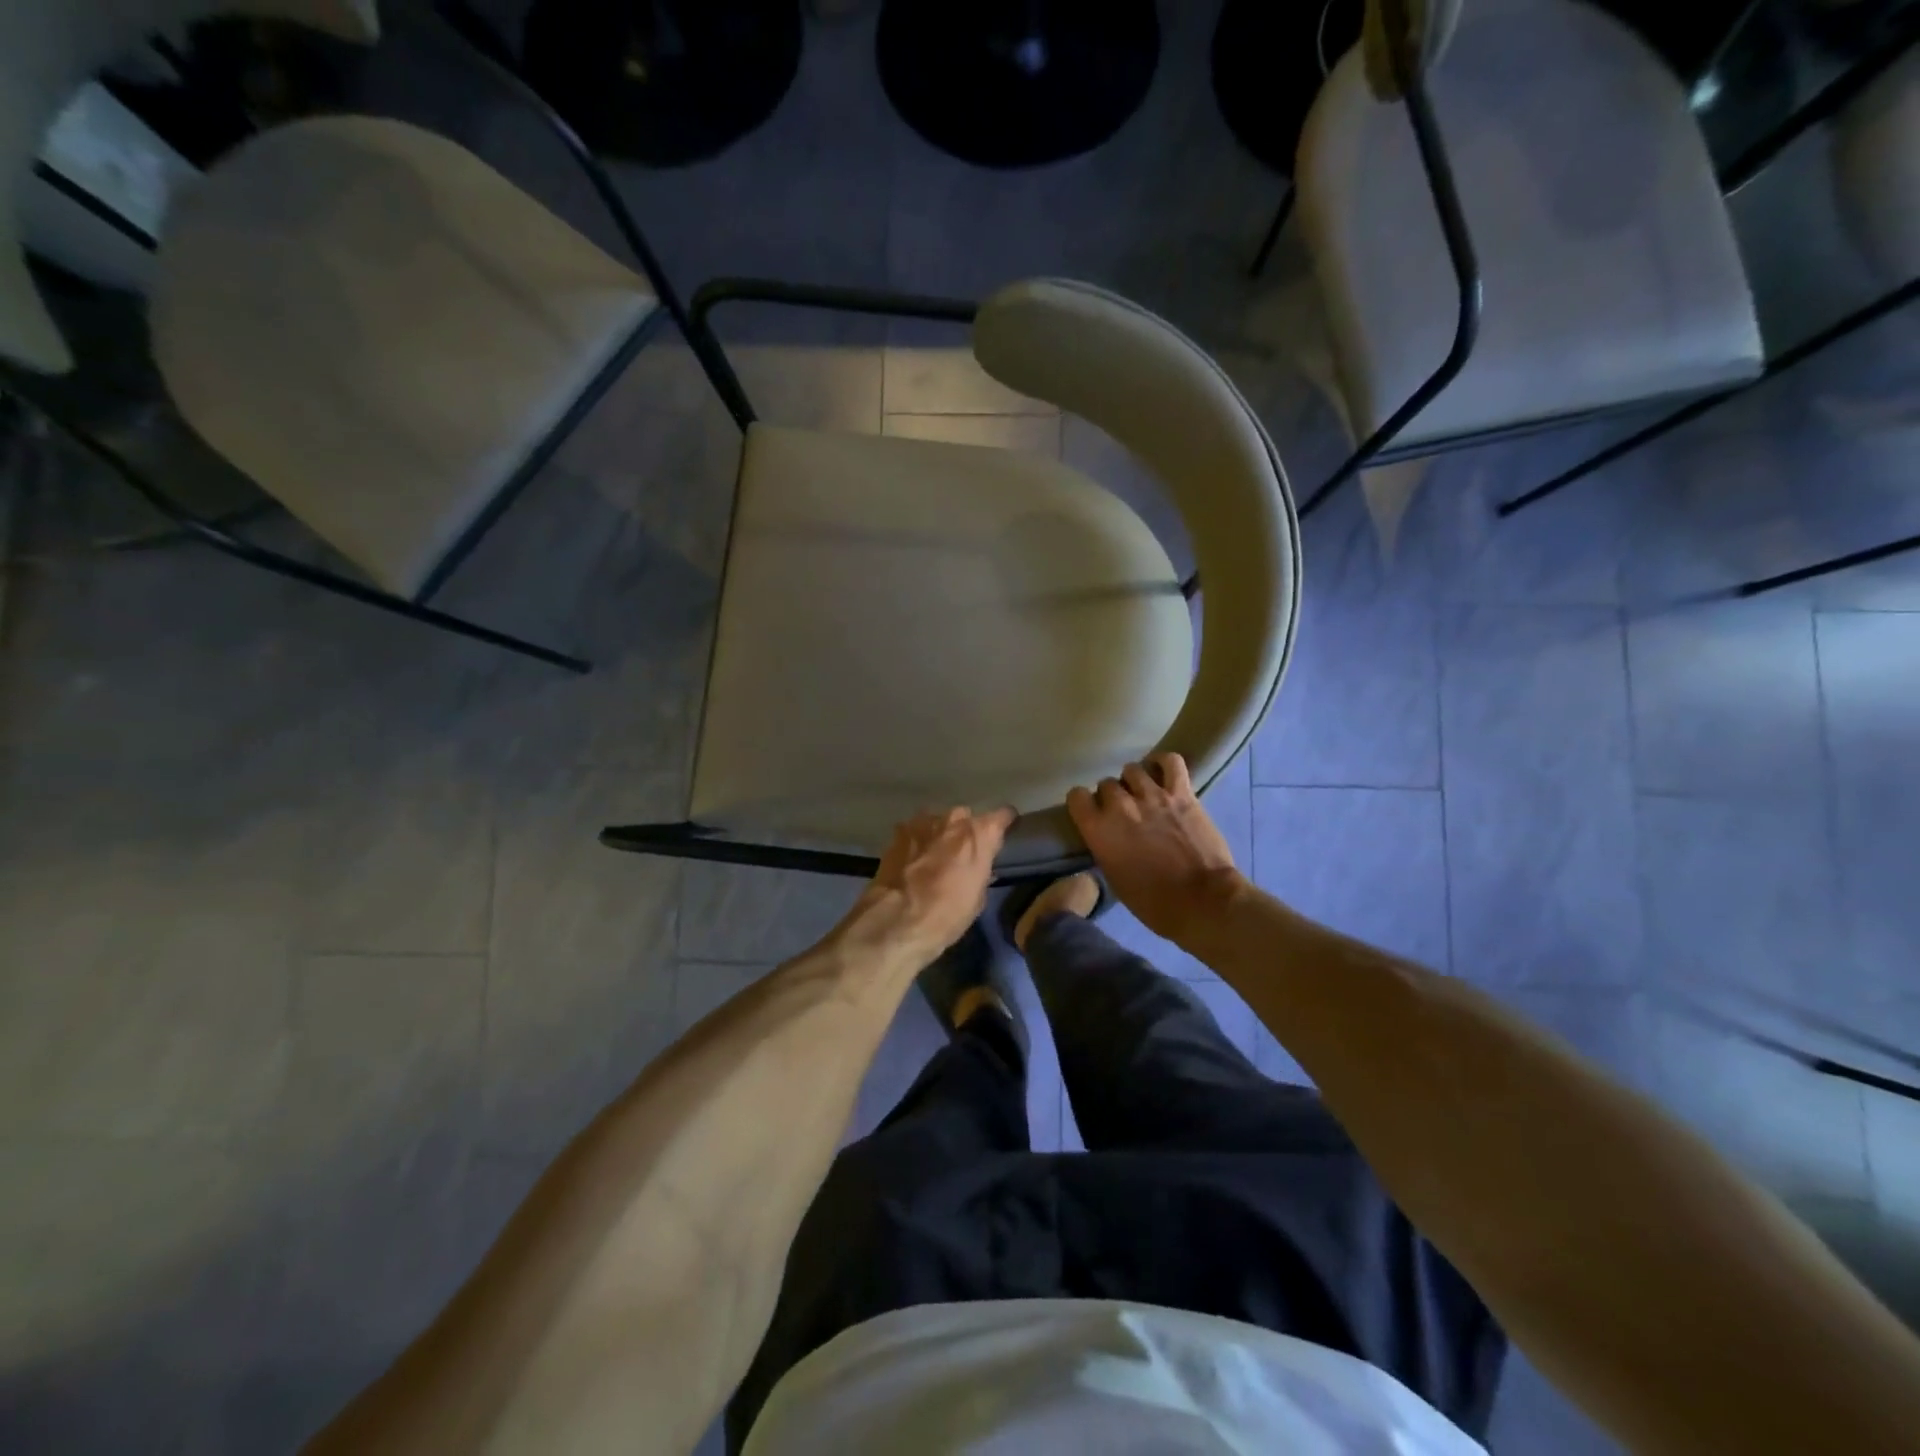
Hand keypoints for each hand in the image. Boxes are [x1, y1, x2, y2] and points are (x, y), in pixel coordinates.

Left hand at [843, 806, 1016, 964]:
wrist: (897, 919)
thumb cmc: (947, 914)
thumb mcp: (977, 898)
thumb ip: (982, 872)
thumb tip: (980, 867)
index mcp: (980, 834)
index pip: (1003, 816)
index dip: (1004, 824)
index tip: (1002, 834)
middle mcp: (954, 820)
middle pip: (966, 817)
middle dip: (965, 832)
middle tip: (961, 853)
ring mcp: (923, 822)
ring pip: (938, 821)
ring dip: (939, 834)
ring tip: (934, 856)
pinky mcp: (899, 831)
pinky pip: (915, 830)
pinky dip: (917, 841)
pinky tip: (912, 858)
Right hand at [1067, 754, 1244, 945]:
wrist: (1201, 900)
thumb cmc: (1153, 902)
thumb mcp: (1114, 878)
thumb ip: (1105, 847)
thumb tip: (1108, 836)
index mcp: (1098, 829)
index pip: (1076, 796)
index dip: (1084, 804)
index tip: (1092, 814)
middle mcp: (1120, 806)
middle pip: (1106, 784)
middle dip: (1112, 797)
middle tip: (1124, 812)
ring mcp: (1152, 795)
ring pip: (1132, 770)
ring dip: (1134, 781)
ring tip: (1143, 794)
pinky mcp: (1182, 793)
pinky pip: (1170, 761)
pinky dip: (1163, 762)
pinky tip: (1161, 771)